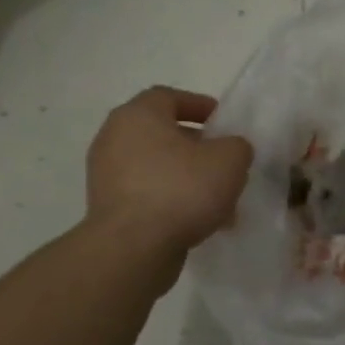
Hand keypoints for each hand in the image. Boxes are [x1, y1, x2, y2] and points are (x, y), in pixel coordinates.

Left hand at [85, 87, 252, 276]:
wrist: (134, 248)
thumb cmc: (182, 189)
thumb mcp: (230, 159)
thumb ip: (237, 146)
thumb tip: (230, 150)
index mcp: (138, 116)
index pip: (168, 97)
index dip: (199, 105)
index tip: (223, 122)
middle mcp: (114, 139)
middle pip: (162, 134)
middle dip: (197, 146)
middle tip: (224, 160)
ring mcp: (107, 176)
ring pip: (157, 167)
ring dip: (188, 177)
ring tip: (219, 197)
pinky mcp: (108, 208)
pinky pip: (148, 194)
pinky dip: (173, 200)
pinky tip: (201, 220)